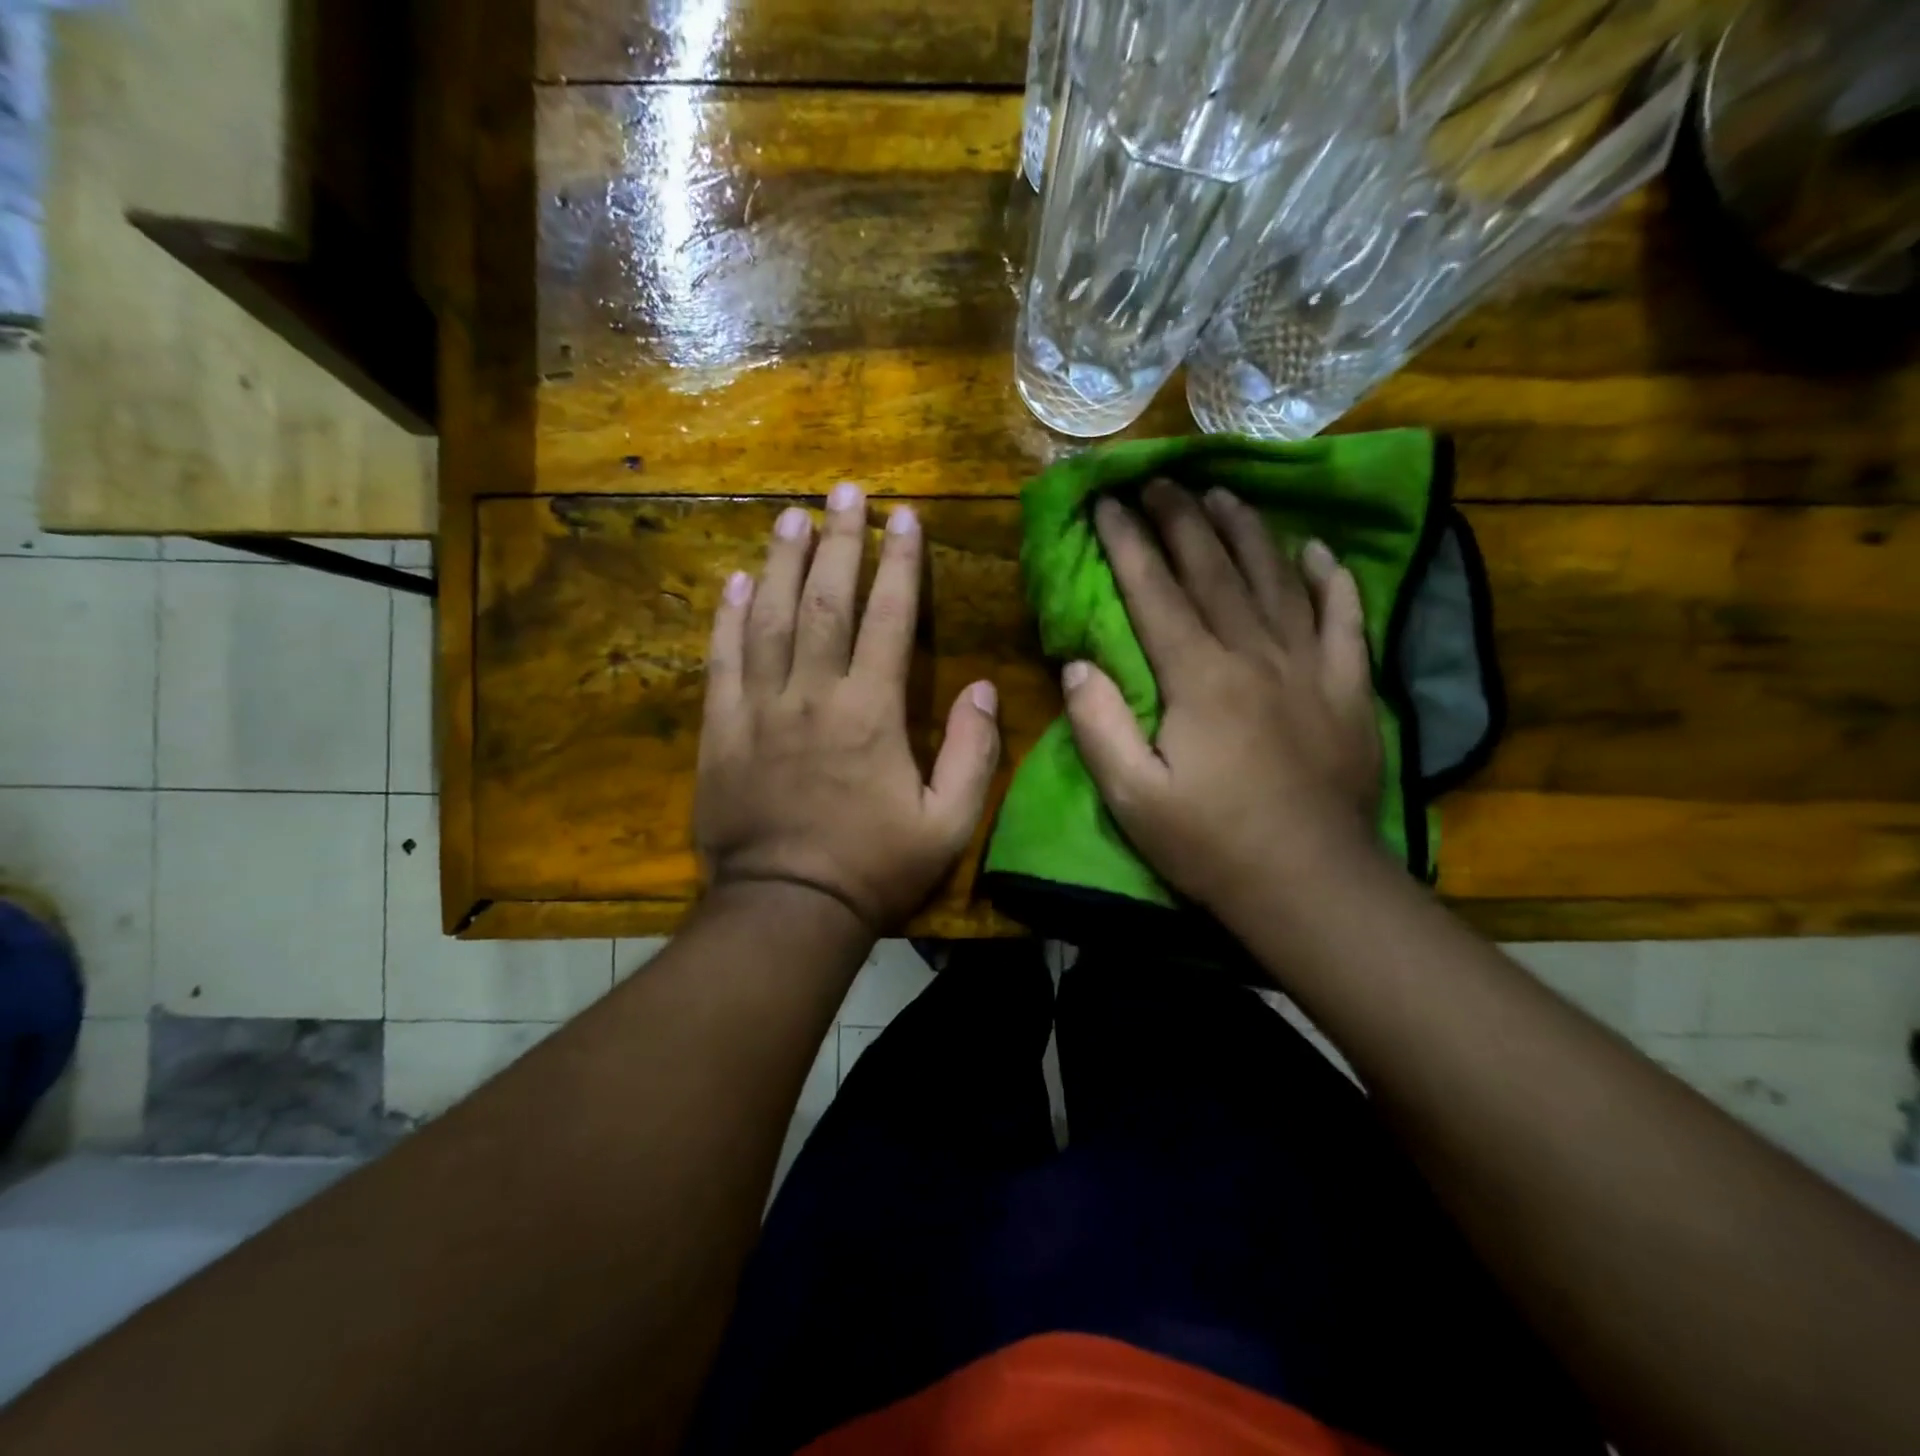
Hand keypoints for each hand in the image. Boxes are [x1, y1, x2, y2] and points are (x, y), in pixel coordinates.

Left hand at [695, 484, 1000, 933]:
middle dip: (840, 541)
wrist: (787, 909)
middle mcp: (813, 695)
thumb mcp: (948, 823)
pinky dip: (729, 618)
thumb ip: (972, 754)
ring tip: (791, 516)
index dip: (899, 563)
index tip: (904, 516)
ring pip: (770, 619)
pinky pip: (723, 661)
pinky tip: (736, 582)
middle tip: (844, 489)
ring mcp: (760, 709)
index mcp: (872, 713)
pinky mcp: (722, 731)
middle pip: (826, 601)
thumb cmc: (874, 868)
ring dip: (783, 563)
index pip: (888, 618)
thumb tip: (985, 689)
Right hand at [1063, 480, 1381, 919]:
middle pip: (1214, 570)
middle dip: (1180, 520)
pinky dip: (1331, 579)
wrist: (1310, 884)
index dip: (1128, 543)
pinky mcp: (1350, 688)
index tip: (1107, 503)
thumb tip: (1080, 662)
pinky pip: (1345, 618)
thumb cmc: (1210, 843)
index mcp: (1198, 678)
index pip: (1155, 592)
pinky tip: (1317, 550)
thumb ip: (1098, 724)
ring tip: (1221, 493)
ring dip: (1246, 531)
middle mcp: (1255, 654)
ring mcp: (1310, 666)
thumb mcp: (1132, 797)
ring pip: (1275, 580)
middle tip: (1159, 479)